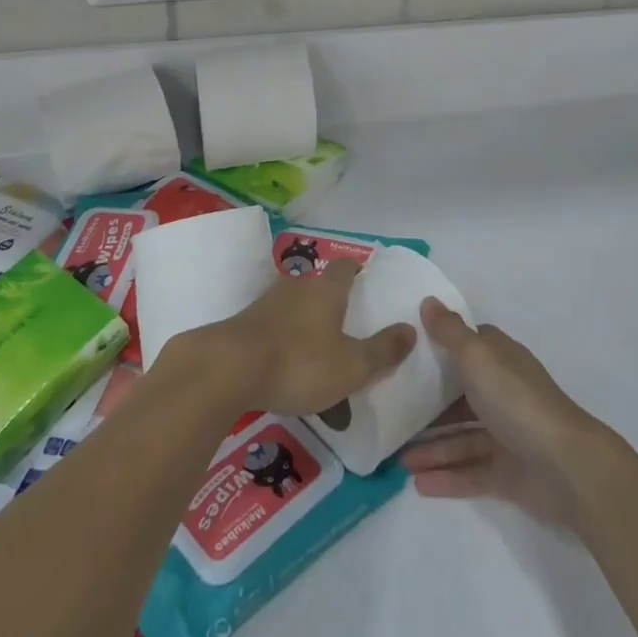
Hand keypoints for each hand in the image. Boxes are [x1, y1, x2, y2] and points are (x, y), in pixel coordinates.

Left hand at [192, 261, 416, 417]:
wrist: (226, 369)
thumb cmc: (298, 363)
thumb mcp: (351, 366)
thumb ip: (383, 351)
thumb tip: (411, 329)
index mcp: (327, 289)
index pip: (346, 267)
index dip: (357, 272)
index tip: (365, 282)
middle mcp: (297, 286)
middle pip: (319, 284)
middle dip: (331, 299)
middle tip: (343, 323)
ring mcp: (266, 303)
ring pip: (293, 304)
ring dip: (304, 320)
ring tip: (314, 348)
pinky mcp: (243, 324)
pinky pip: (271, 325)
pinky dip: (281, 338)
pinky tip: (283, 362)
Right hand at [401, 300, 610, 527]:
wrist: (565, 465)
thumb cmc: (517, 400)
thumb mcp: (477, 356)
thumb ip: (450, 332)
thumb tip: (428, 300)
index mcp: (500, 360)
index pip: (470, 345)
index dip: (443, 344)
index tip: (410, 349)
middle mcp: (503, 392)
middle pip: (461, 393)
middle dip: (430, 402)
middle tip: (393, 409)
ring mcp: (506, 433)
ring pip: (462, 436)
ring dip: (432, 445)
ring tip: (396, 458)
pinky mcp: (508, 471)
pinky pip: (470, 470)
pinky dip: (446, 475)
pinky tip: (417, 483)